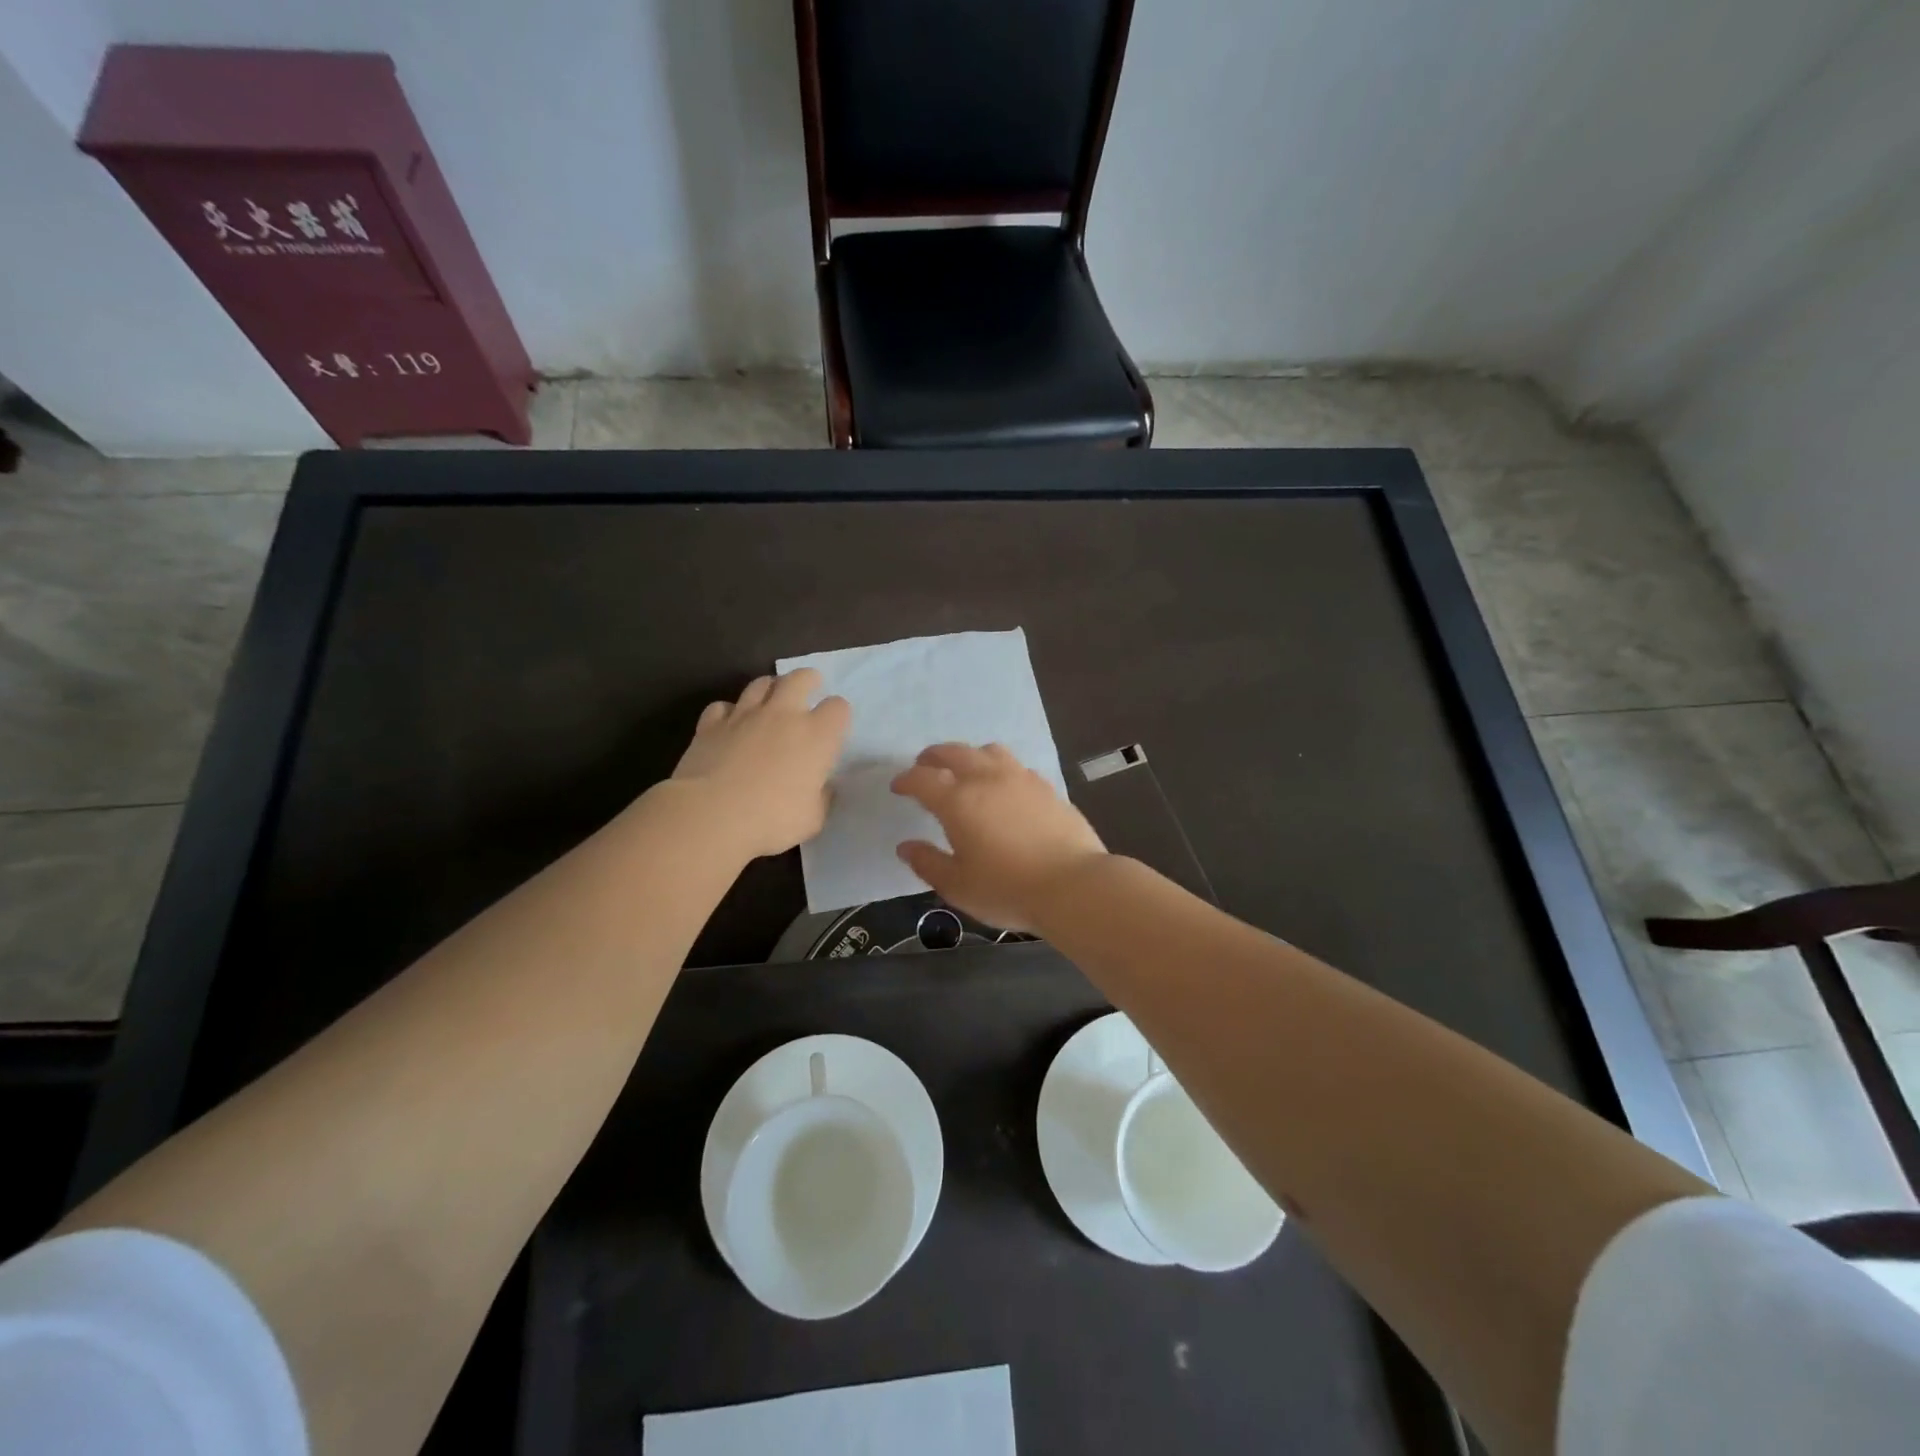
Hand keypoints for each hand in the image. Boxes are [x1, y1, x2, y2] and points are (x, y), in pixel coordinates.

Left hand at [672, 669, 850, 858]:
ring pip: (761, 684)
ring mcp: (744, 715)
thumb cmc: (771, 820)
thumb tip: (822, 787)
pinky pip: (722, 706)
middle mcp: (783, 715)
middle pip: (800, 678)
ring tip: (771, 702)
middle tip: (809, 689)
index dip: (838, 715)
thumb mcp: (812, 819)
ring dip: (770, 688)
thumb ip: (821, 798)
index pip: (838, 708)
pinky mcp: (711, 724)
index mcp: (816, 736)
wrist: (711, 815)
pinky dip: (729, 712)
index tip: (833, 728)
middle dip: (808, 680)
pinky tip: (729, 724)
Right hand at [891, 743, 1106, 931]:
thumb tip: (906, 847)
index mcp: (958, 801)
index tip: (898, 787)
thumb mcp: (957, 885)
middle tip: (924, 765)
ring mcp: (1021, 779)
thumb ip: (928, 863)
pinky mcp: (1047, 787)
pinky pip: (1016, 766)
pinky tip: (1004, 787)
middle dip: (934, 756)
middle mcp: (987, 779)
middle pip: (955, 752)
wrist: (1072, 885)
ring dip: (970, 755)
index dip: (906, 780)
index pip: (922, 779)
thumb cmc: (1007, 889)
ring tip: (966, 770)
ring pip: (989, 751)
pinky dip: (1000, 769)